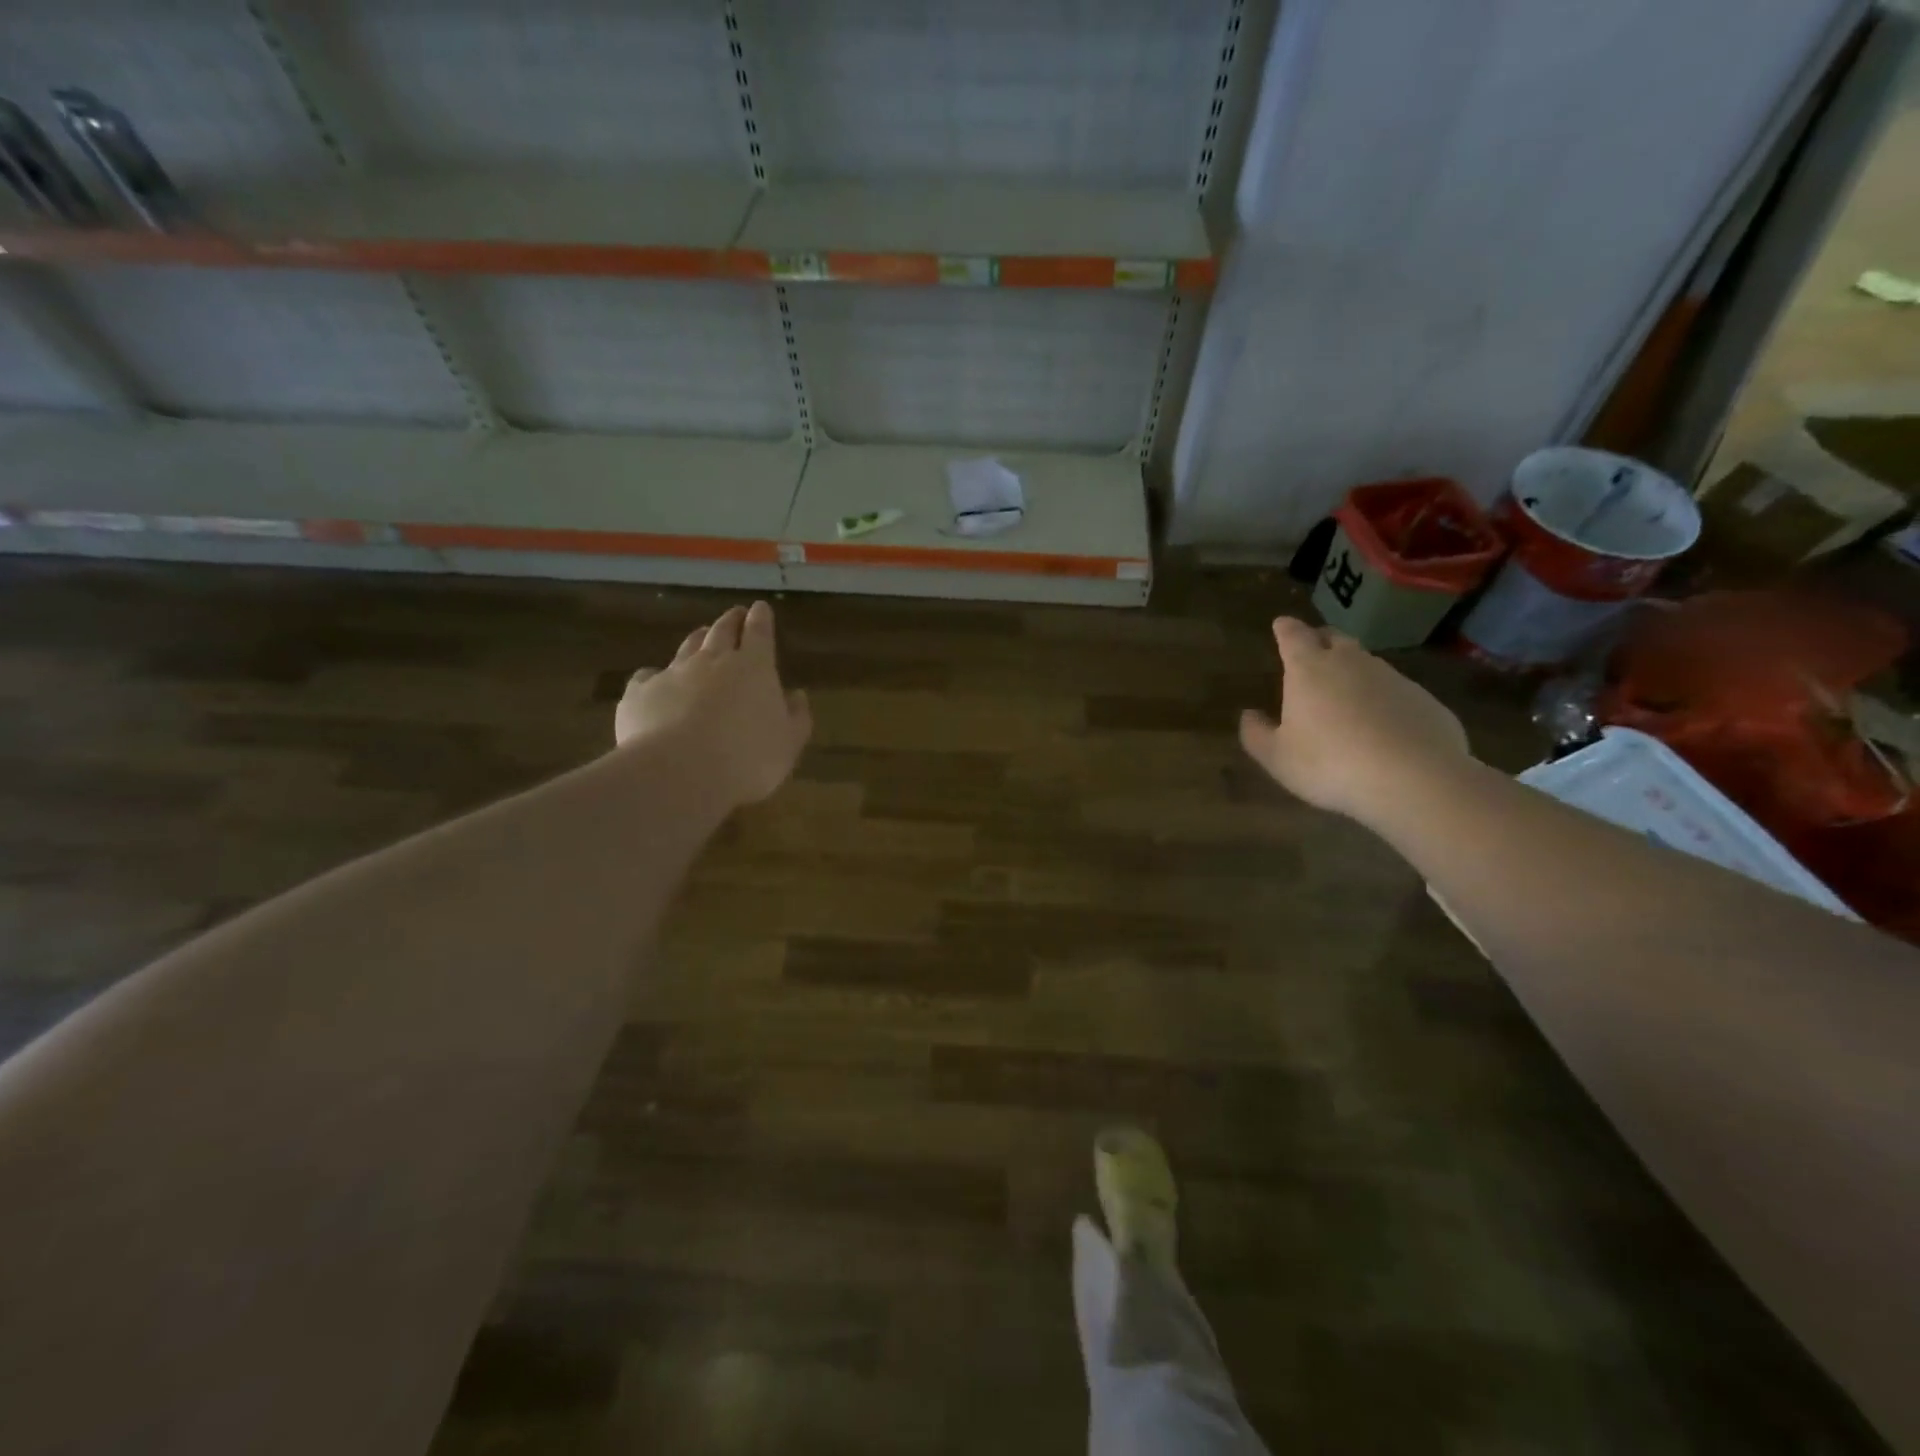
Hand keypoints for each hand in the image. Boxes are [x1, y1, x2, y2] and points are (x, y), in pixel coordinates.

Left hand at [614, 601, 811, 809]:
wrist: (678, 773)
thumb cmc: (746, 758)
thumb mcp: (788, 743)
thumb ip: (796, 716)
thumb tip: (797, 695)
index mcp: (754, 668)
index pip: (759, 632)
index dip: (761, 619)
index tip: (761, 608)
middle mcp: (713, 661)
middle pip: (722, 631)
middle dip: (731, 620)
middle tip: (736, 614)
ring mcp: (673, 673)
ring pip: (687, 647)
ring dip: (698, 638)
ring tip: (702, 634)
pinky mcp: (640, 693)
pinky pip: (648, 676)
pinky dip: (655, 675)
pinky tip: (653, 681)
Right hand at [1239, 617, 1470, 823]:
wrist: (1414, 779)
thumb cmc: (1330, 764)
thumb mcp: (1277, 757)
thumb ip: (1256, 734)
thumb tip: (1249, 715)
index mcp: (1309, 669)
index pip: (1293, 636)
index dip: (1285, 629)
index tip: (1281, 624)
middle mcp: (1350, 662)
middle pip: (1334, 638)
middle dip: (1320, 640)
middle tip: (1312, 649)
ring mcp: (1392, 677)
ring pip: (1367, 663)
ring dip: (1353, 669)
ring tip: (1346, 692)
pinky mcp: (1424, 699)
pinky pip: (1396, 690)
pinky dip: (1383, 698)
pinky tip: (1381, 724)